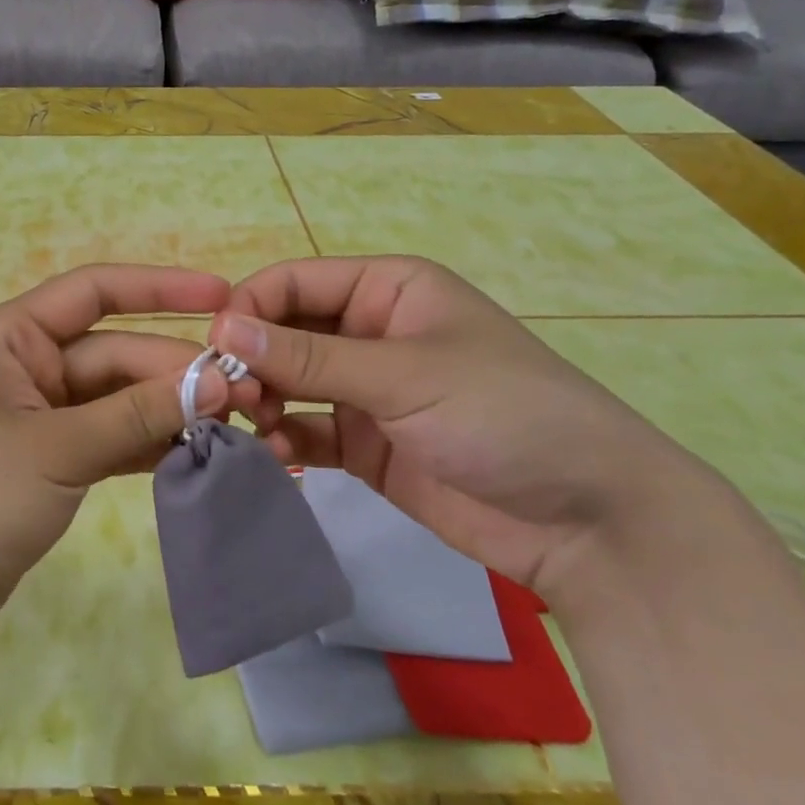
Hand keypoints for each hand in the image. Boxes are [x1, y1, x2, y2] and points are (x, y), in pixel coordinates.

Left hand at [0, 265, 257, 658]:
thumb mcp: (54, 450)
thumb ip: (135, 414)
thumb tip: (215, 382)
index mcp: (9, 338)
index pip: (94, 292)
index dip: (160, 288)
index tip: (223, 295)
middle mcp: (24, 367)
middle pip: (114, 354)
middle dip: (175, 371)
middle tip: (246, 394)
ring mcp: (37, 418)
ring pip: (116, 400)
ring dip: (168, 411)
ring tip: (235, 425)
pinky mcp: (47, 464)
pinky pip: (108, 439)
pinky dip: (147, 445)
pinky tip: (195, 454)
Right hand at [213, 256, 710, 605]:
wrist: (589, 522)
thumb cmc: (503, 414)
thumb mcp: (405, 374)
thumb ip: (309, 356)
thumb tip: (222, 329)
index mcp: (387, 289)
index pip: (294, 282)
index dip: (250, 308)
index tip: (216, 349)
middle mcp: (369, 331)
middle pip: (284, 332)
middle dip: (253, 360)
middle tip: (231, 398)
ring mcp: (366, 390)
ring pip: (288, 381)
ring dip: (263, 400)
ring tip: (257, 428)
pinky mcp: (364, 443)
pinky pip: (305, 429)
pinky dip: (284, 439)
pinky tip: (277, 456)